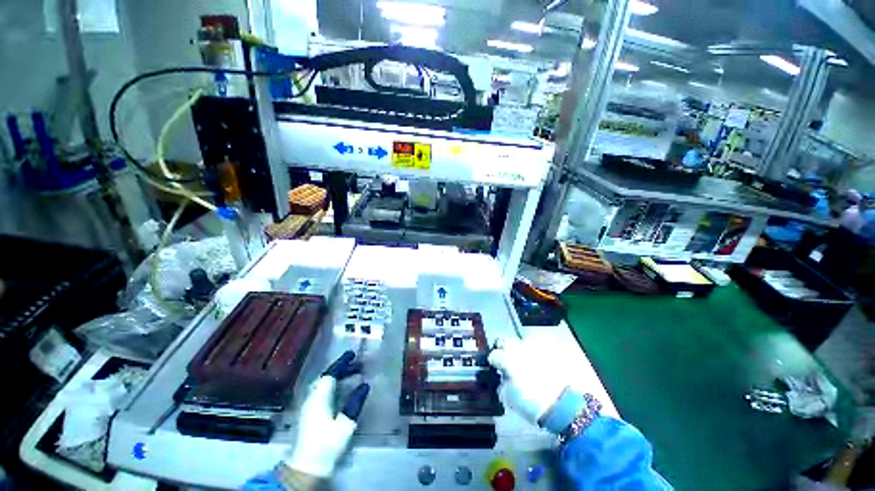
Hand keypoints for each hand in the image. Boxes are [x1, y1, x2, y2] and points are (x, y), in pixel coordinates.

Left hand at [284, 351, 369, 478]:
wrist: (305, 468)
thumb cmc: (326, 445)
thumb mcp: (345, 425)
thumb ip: (355, 402)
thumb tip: (365, 384)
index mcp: (319, 397)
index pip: (331, 373)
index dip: (342, 362)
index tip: (353, 354)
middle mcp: (311, 398)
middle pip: (326, 377)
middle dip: (342, 369)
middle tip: (358, 366)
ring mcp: (308, 406)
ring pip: (323, 384)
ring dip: (338, 377)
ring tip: (353, 376)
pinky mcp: (308, 414)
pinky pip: (321, 391)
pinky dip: (333, 386)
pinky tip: (341, 391)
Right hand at [488, 338, 572, 430]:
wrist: (566, 406)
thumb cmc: (533, 405)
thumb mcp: (510, 398)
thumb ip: (503, 383)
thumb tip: (503, 378)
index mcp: (507, 358)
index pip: (494, 354)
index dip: (494, 361)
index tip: (496, 367)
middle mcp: (520, 347)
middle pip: (505, 340)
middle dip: (504, 348)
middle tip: (507, 359)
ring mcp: (536, 346)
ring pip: (523, 341)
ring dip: (521, 349)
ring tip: (527, 361)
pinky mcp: (551, 348)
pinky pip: (539, 346)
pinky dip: (537, 353)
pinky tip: (541, 362)